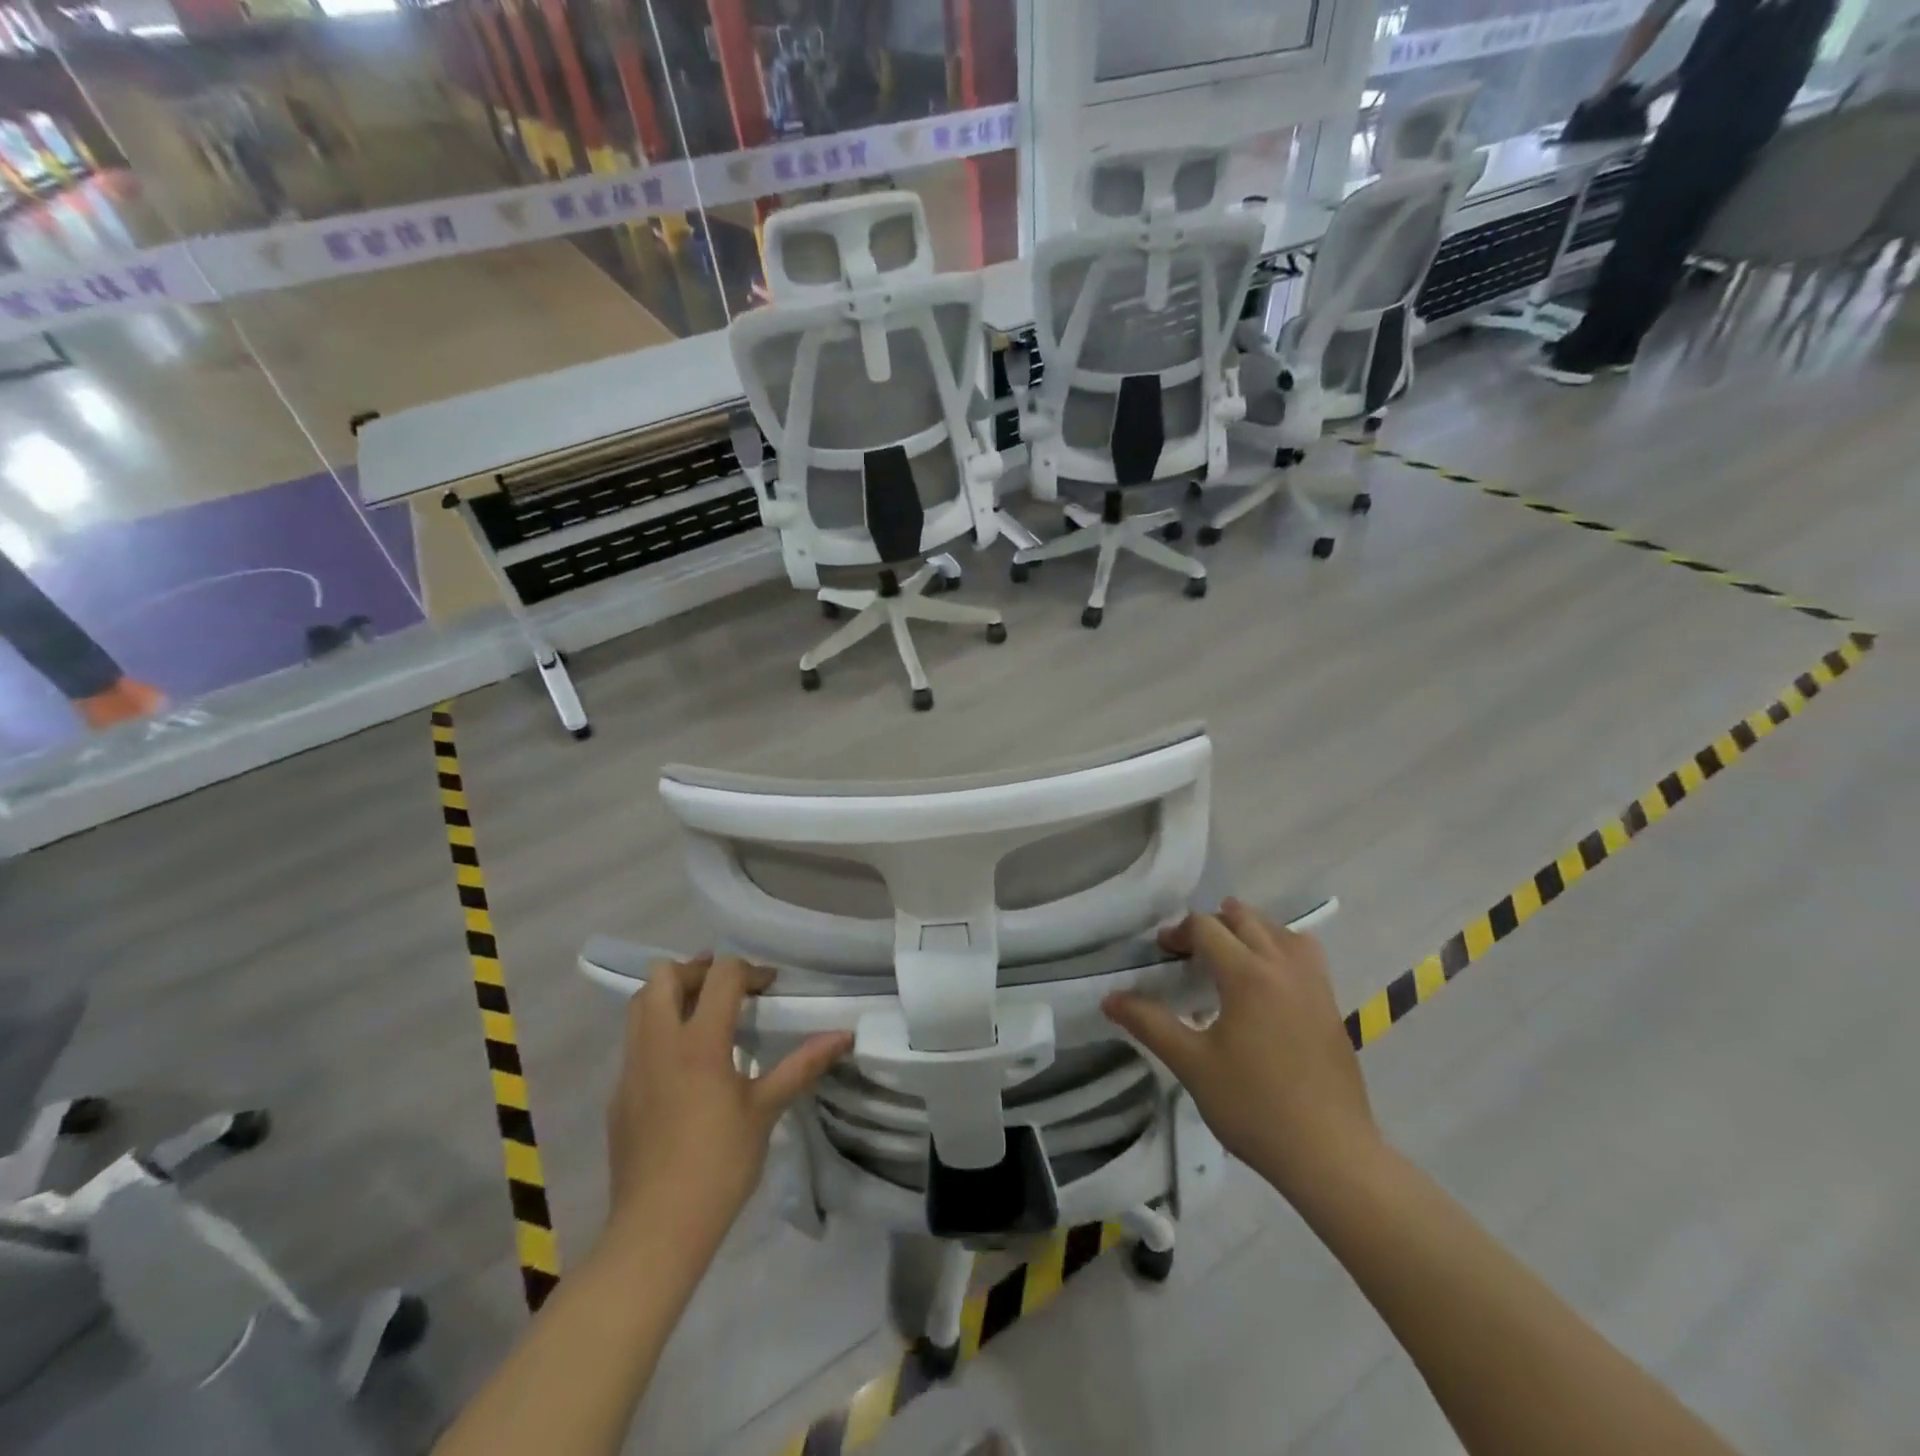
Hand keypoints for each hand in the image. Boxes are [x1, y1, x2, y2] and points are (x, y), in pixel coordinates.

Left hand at [606, 954, 850, 1248]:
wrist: (656, 1230)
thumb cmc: (719, 1166)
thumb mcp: (765, 1111)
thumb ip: (802, 1065)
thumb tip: (844, 1035)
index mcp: (698, 1042)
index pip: (721, 975)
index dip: (750, 970)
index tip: (770, 988)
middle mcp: (658, 1042)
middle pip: (664, 974)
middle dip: (699, 970)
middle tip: (728, 991)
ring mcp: (631, 1067)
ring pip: (640, 1003)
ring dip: (671, 995)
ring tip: (703, 1016)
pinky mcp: (618, 1093)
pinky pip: (634, 1041)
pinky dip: (658, 1031)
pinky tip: (683, 1066)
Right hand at [1102, 900, 1381, 1203]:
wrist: (1331, 1154)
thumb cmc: (1254, 1107)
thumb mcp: (1191, 1065)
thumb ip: (1149, 1024)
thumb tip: (1110, 998)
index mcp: (1247, 975)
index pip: (1206, 927)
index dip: (1178, 933)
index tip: (1162, 955)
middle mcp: (1282, 966)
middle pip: (1244, 918)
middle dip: (1212, 925)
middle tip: (1190, 954)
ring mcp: (1313, 984)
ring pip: (1279, 930)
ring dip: (1249, 931)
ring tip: (1230, 958)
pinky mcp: (1330, 1005)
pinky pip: (1304, 954)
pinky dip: (1280, 948)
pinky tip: (1267, 983)